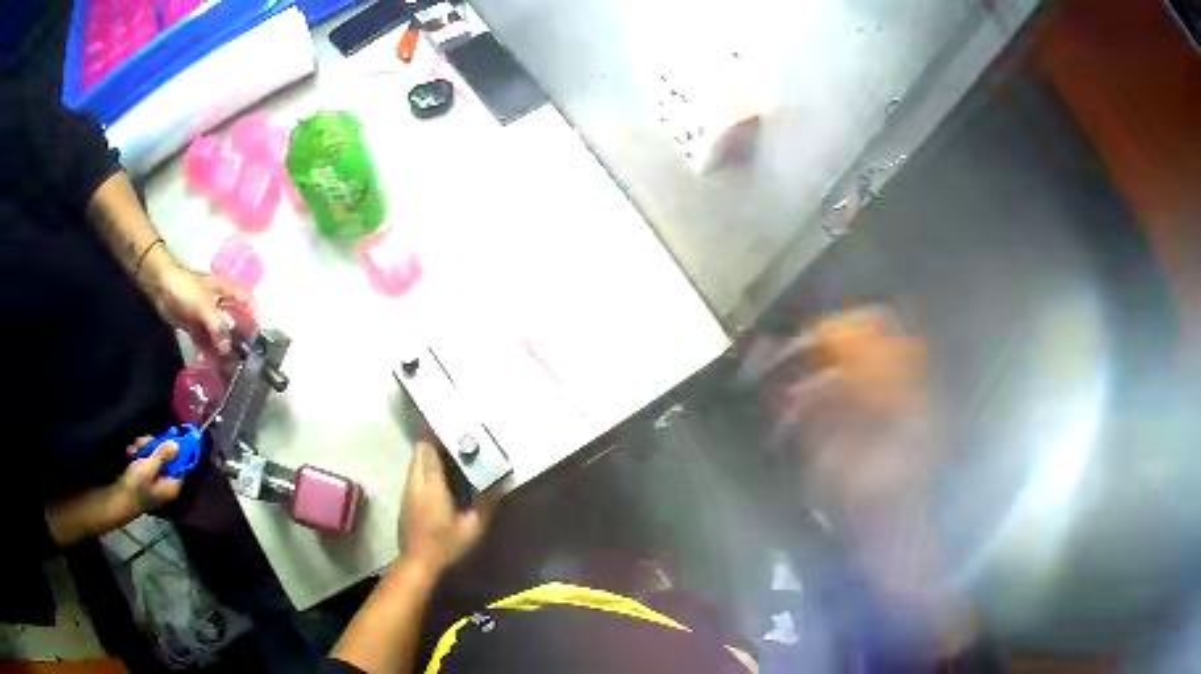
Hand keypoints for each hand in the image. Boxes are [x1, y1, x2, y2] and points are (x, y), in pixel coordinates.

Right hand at [115, 436, 184, 517]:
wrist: (119, 497)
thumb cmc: (136, 485)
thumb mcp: (149, 468)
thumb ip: (163, 456)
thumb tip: (177, 445)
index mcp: (172, 485)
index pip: (181, 465)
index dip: (177, 450)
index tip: (171, 434)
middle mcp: (165, 482)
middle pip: (165, 456)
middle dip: (152, 446)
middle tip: (142, 445)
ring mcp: (154, 478)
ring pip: (153, 453)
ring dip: (142, 448)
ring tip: (133, 450)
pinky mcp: (144, 474)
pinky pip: (144, 458)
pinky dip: (136, 453)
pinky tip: (129, 452)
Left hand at [146, 263, 248, 355]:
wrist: (161, 288)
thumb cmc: (186, 289)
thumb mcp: (205, 306)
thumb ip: (218, 327)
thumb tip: (227, 349)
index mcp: (226, 291)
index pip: (246, 300)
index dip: (253, 315)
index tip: (257, 335)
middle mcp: (219, 304)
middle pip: (233, 321)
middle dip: (237, 339)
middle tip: (242, 358)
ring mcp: (206, 316)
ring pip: (218, 335)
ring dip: (220, 349)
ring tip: (223, 366)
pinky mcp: (195, 326)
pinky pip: (204, 342)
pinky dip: (205, 352)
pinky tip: (204, 363)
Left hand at [400, 442, 491, 572]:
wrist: (417, 563)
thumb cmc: (446, 545)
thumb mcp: (473, 528)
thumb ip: (485, 504)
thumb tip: (499, 484)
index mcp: (432, 487)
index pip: (428, 451)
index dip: (437, 437)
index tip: (451, 431)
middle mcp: (415, 483)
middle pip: (418, 451)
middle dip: (433, 443)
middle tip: (453, 445)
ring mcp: (407, 491)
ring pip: (414, 462)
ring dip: (427, 456)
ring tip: (447, 460)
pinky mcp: (404, 500)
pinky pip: (412, 474)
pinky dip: (423, 469)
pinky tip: (437, 480)